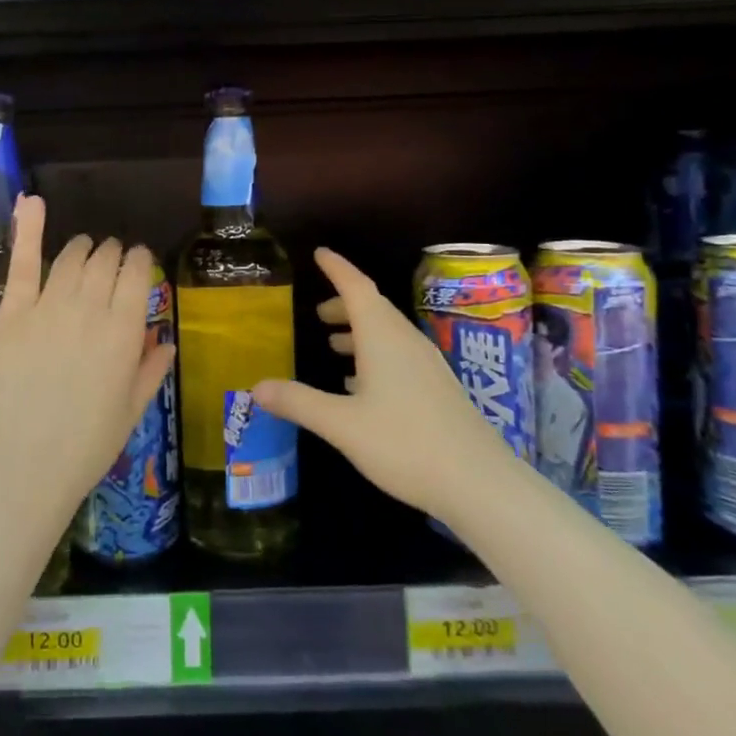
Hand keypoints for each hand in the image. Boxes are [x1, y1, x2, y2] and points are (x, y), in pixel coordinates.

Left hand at [0, 196, 175, 520]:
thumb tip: (165, 339)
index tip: (138, 263)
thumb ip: (151, 368)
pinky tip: (32, 202)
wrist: (29, 465)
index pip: (137, 271)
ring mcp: (48, 307)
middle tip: (111, 264)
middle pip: (105, 259)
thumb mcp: (133, 408)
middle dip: (113, 254)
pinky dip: (28, 229)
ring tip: (85, 252)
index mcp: (125, 330)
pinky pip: (24, 264)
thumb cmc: (88, 444)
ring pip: (71, 257)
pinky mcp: (12, 314)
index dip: (139, 261)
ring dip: (83, 248)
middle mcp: (90, 308)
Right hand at [253, 248, 498, 519]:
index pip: (357, 287)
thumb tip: (257, 386)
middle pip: (373, 308)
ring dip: (360, 332)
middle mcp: (406, 342)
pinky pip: (400, 356)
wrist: (479, 483)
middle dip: (344, 305)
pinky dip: (375, 356)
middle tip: (318, 313)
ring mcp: (427, 366)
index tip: (319, 253)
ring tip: (334, 345)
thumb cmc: (405, 443)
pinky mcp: (438, 389)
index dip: (337, 268)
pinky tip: (362, 386)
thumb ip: (298, 402)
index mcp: (383, 338)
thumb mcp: (341, 424)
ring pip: (388, 333)